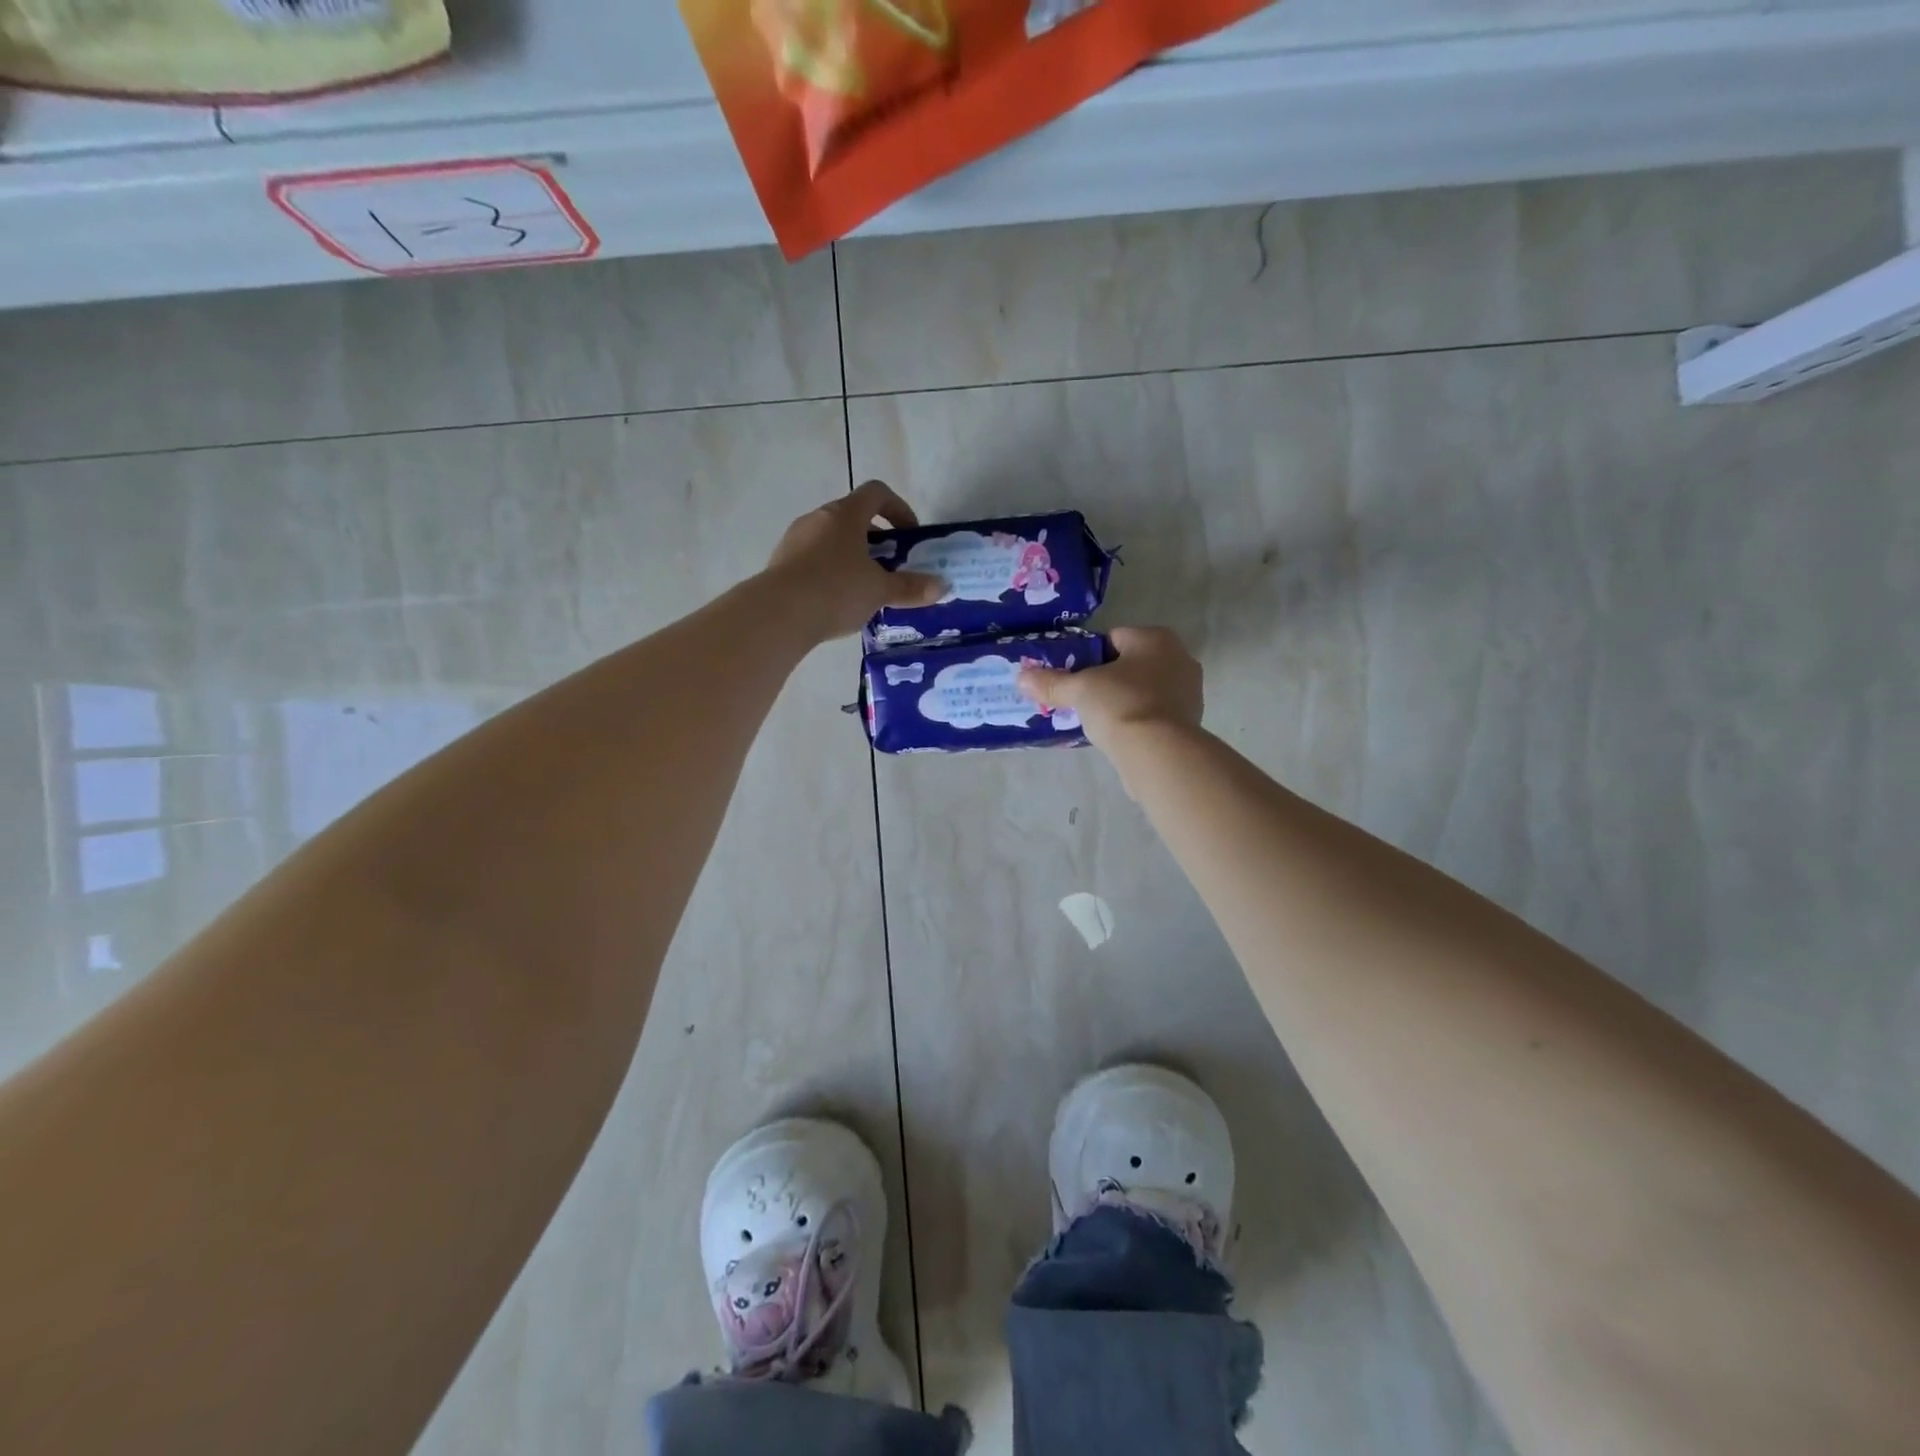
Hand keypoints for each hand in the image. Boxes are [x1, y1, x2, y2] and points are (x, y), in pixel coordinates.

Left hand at [764, 480, 945, 641]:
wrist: (778, 614)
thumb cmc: (836, 590)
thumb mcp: (880, 590)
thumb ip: (910, 587)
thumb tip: (942, 586)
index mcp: (845, 514)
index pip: (876, 493)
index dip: (898, 508)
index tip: (909, 534)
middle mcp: (818, 518)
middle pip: (852, 517)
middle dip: (876, 539)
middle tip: (891, 566)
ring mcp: (795, 539)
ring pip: (831, 539)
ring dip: (852, 556)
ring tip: (865, 588)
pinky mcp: (781, 563)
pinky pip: (813, 559)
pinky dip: (830, 572)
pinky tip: (837, 601)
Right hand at [1017, 625, 1202, 748]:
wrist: (1159, 753)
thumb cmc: (1120, 706)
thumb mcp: (1079, 690)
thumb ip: (1051, 682)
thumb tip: (1021, 678)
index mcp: (1155, 638)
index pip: (1113, 638)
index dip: (1088, 656)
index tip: (1073, 677)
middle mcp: (1179, 657)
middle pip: (1130, 664)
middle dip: (1108, 679)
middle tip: (1082, 698)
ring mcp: (1189, 691)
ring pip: (1144, 688)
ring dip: (1124, 699)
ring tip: (1099, 719)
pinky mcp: (1189, 721)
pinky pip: (1155, 713)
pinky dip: (1138, 719)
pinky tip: (1120, 734)